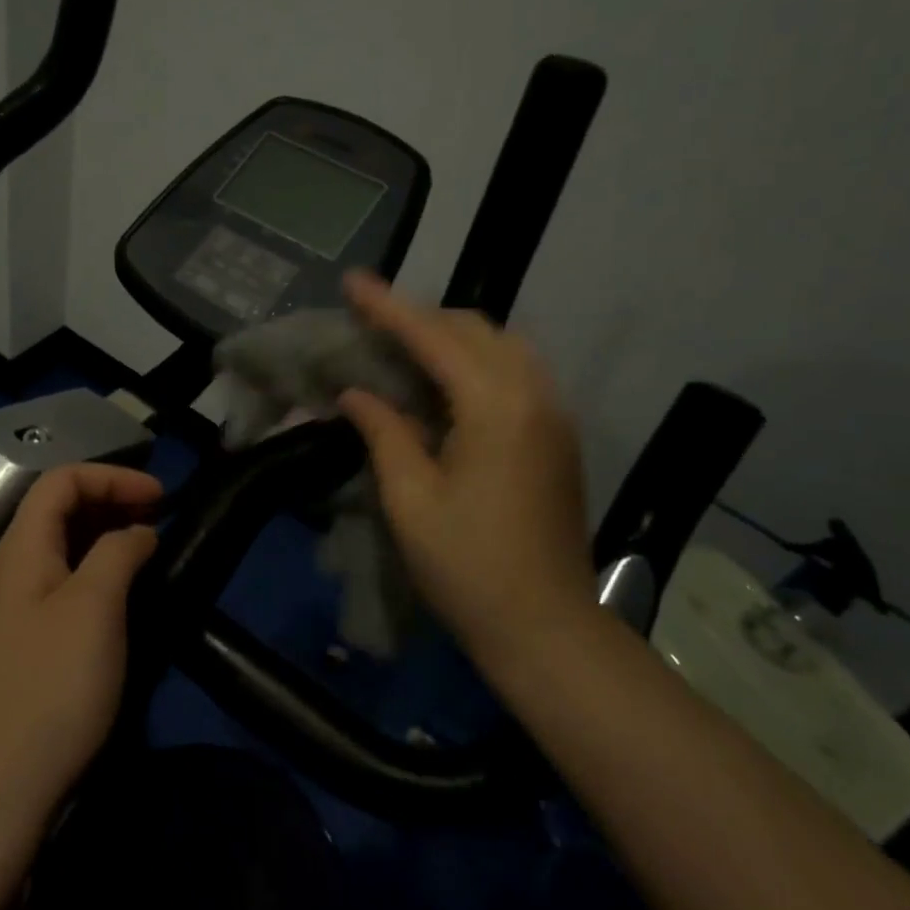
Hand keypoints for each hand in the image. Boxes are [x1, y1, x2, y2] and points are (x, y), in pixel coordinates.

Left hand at [0, 464, 161, 847]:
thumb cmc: (52, 687)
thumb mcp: (95, 607)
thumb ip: (119, 552)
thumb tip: (138, 532)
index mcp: (19, 549)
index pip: (61, 480)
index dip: (112, 476)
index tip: (160, 495)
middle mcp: (7, 569)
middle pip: (56, 509)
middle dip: (110, 500)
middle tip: (158, 515)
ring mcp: (8, 608)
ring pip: (59, 546)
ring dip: (104, 534)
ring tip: (147, 546)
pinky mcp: (18, 643)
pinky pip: (58, 582)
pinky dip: (93, 569)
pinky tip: (119, 592)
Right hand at [337, 270, 595, 666]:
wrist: (546, 628)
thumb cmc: (468, 565)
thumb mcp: (410, 498)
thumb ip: (384, 431)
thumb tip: (356, 394)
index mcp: (496, 406)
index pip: (433, 337)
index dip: (388, 307)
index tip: (352, 281)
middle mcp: (533, 395)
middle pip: (473, 329)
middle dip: (420, 316)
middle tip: (371, 320)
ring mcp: (553, 414)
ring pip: (501, 345)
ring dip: (451, 335)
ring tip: (404, 345)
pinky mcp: (558, 436)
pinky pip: (515, 371)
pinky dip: (476, 360)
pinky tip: (445, 381)